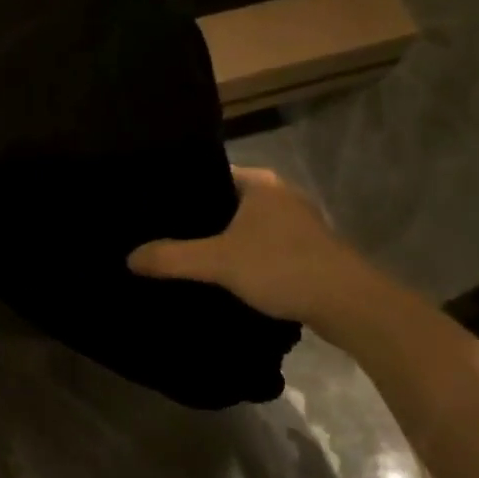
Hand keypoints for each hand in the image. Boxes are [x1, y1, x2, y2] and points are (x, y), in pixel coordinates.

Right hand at [128, 167, 384, 338]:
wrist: (349, 304)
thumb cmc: (282, 266)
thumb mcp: (219, 262)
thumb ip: (173, 258)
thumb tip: (129, 258)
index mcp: (259, 181)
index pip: (210, 173)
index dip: (183, 190)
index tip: (155, 207)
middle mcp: (280, 194)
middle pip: (228, 200)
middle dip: (201, 219)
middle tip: (164, 234)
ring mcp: (298, 222)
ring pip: (248, 226)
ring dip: (225, 240)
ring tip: (189, 255)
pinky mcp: (309, 250)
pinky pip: (265, 245)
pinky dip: (247, 257)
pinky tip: (228, 276)